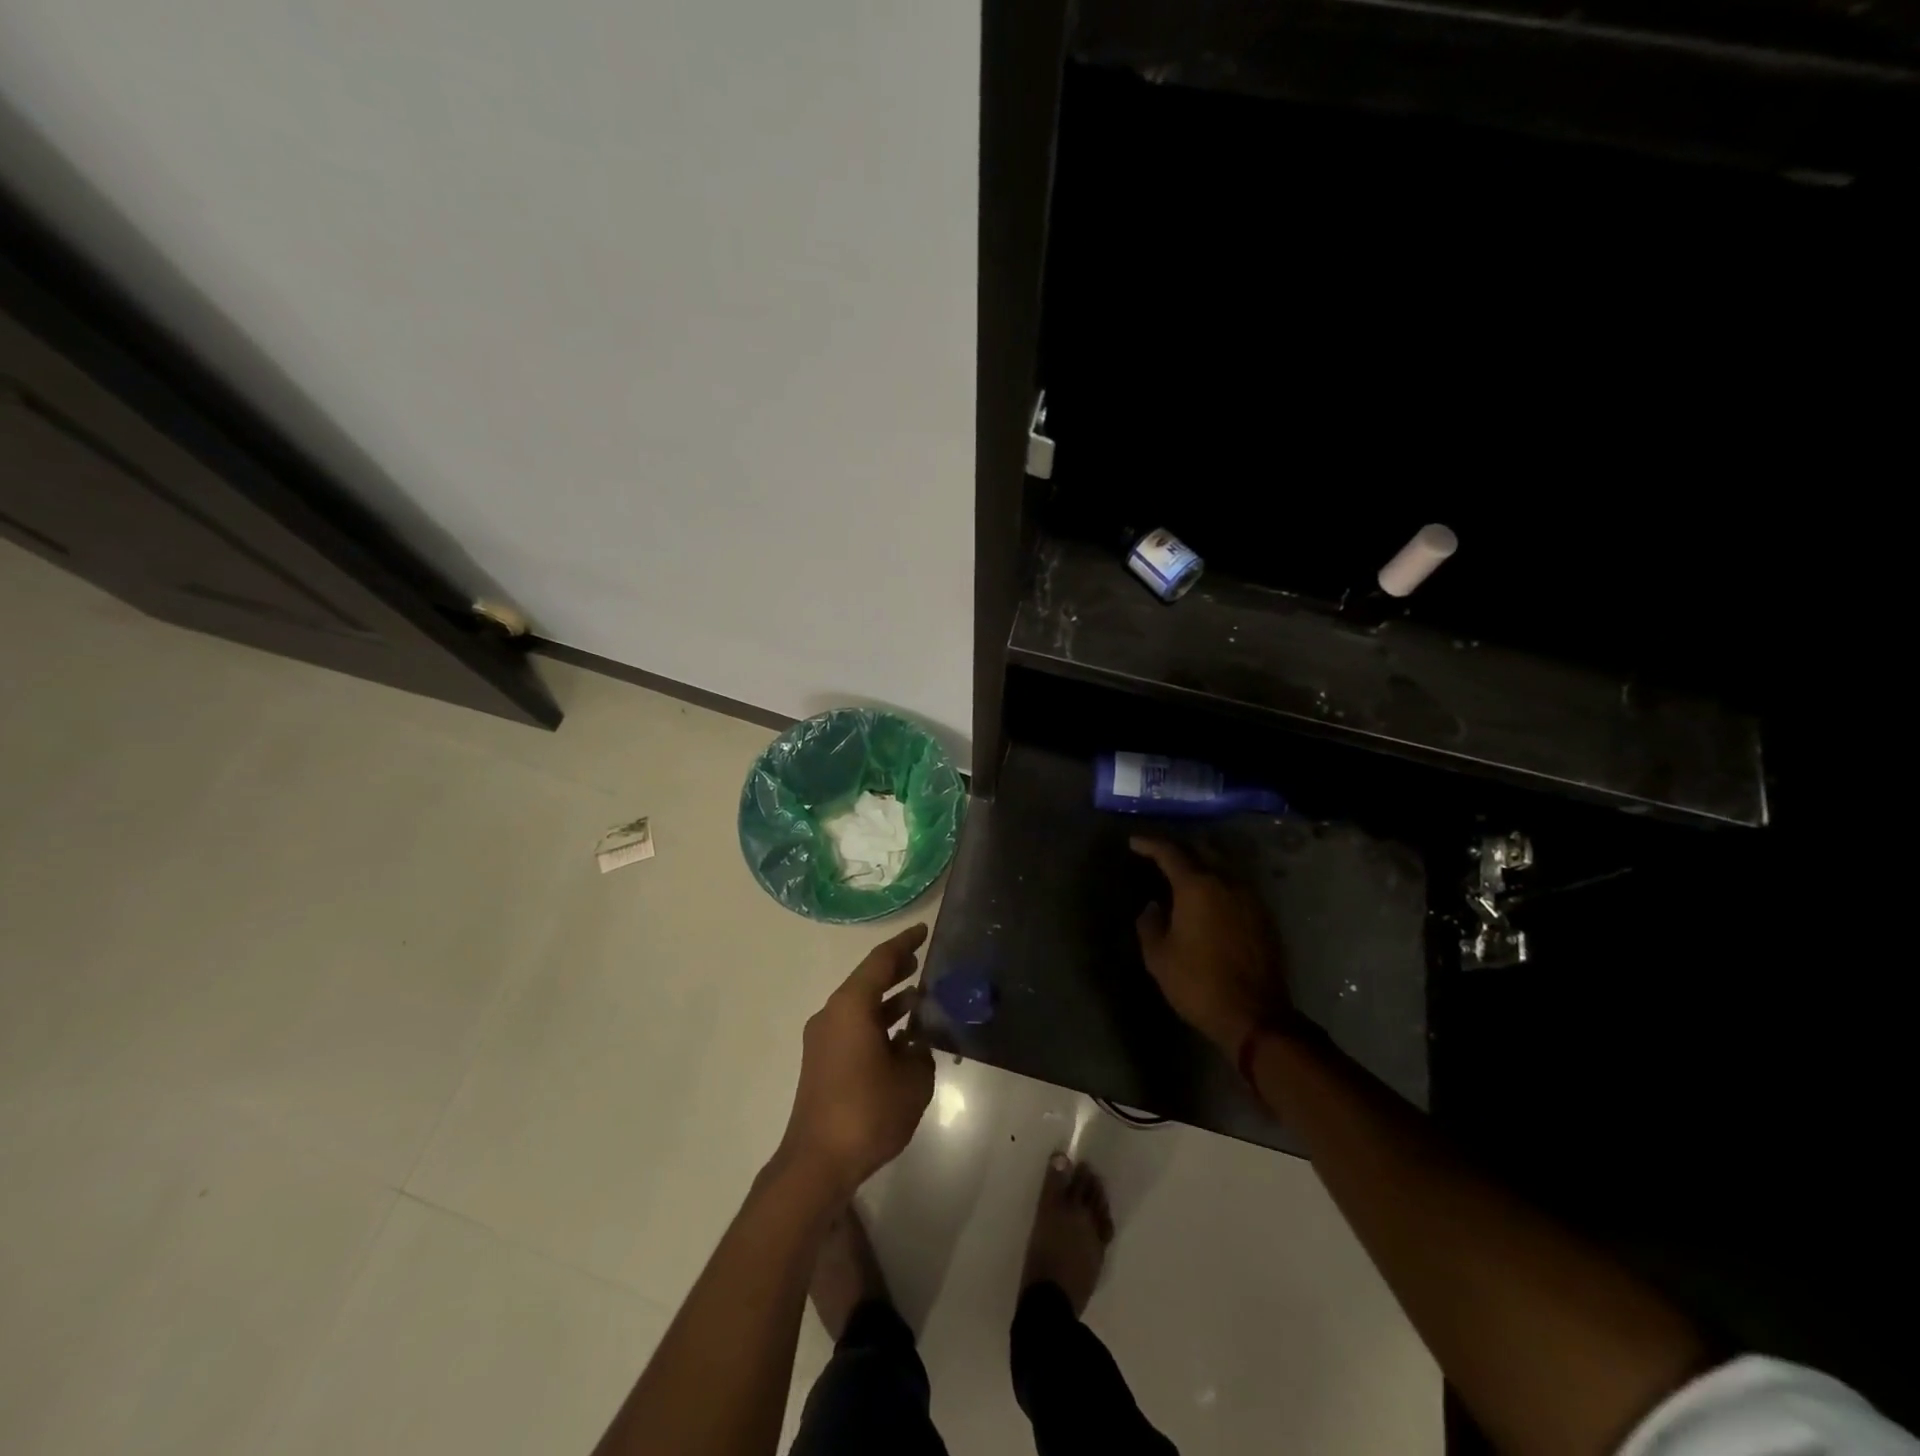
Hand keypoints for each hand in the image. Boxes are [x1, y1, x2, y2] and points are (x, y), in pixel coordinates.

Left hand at [776, 923, 934, 1200]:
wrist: (817, 1162)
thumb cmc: (867, 1111)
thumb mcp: (913, 1080)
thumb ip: (921, 1054)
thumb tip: (916, 1046)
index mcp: (851, 1006)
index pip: (880, 961)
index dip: (904, 943)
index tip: (923, 930)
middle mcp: (832, 1014)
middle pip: (867, 980)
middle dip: (895, 969)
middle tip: (922, 960)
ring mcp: (823, 1039)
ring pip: (860, 1006)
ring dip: (888, 1000)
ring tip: (919, 996)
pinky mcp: (822, 1063)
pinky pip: (853, 1028)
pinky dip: (877, 1024)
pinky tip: (902, 1038)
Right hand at [1131, 837, 1291, 1056]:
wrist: (1255, 1016)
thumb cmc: (1198, 983)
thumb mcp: (1158, 956)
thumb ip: (1150, 923)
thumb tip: (1154, 906)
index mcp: (1198, 886)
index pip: (1170, 852)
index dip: (1150, 844)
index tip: (1134, 842)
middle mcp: (1227, 882)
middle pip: (1201, 851)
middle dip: (1179, 850)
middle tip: (1159, 856)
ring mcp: (1251, 898)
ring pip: (1223, 867)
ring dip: (1202, 865)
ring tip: (1183, 875)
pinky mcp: (1264, 917)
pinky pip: (1236, 887)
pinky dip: (1219, 884)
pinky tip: (1209, 899)